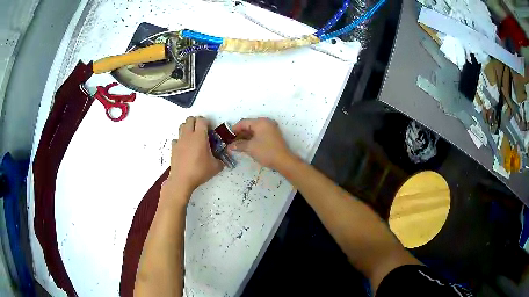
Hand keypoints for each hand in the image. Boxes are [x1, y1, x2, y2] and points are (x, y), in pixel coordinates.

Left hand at [162, 116, 223, 204]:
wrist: (182, 180)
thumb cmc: (199, 171)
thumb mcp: (215, 167)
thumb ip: (221, 160)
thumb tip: (223, 159)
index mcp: (200, 136)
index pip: (202, 120)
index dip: (207, 122)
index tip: (210, 129)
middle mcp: (188, 135)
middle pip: (190, 119)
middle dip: (196, 122)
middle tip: (201, 131)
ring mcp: (179, 141)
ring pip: (181, 126)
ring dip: (187, 128)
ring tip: (193, 137)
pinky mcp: (173, 148)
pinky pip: (176, 139)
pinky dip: (180, 140)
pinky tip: (184, 148)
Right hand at [228, 118, 294, 170]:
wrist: (283, 161)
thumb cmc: (266, 151)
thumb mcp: (250, 148)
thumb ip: (238, 145)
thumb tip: (229, 146)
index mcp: (260, 122)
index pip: (243, 122)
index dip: (234, 129)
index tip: (227, 137)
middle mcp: (266, 122)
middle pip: (249, 125)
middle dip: (239, 133)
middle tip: (231, 141)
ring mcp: (270, 128)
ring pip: (254, 130)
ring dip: (245, 136)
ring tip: (237, 144)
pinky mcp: (272, 135)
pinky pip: (259, 133)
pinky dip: (252, 138)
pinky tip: (246, 145)